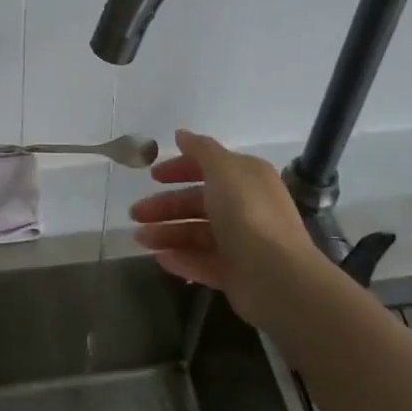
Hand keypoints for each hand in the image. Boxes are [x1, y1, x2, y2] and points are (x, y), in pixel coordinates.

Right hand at [129, 129, 326, 330]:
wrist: (277, 276)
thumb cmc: (247, 213)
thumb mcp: (223, 170)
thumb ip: (201, 150)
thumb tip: (182, 134)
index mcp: (246, 179)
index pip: (209, 168)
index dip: (180, 169)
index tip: (153, 176)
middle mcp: (245, 207)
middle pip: (197, 202)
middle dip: (165, 206)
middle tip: (135, 213)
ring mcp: (240, 242)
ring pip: (196, 233)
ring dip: (166, 233)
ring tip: (139, 239)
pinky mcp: (235, 273)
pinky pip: (202, 262)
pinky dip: (181, 259)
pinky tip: (159, 259)